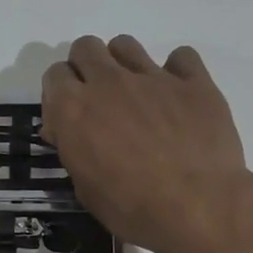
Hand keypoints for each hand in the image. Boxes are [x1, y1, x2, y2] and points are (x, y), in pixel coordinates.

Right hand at [42, 36, 252, 252]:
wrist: (198, 207)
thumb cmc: (132, 207)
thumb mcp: (85, 188)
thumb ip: (74, 149)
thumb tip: (69, 132)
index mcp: (73, 108)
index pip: (54, 75)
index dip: (60, 94)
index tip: (70, 116)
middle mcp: (108, 82)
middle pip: (86, 47)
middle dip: (87, 67)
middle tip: (100, 99)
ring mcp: (152, 77)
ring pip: (126, 45)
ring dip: (123, 63)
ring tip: (137, 93)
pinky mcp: (193, 81)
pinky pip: (181, 57)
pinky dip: (177, 71)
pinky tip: (179, 95)